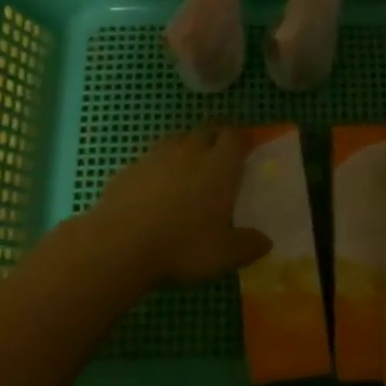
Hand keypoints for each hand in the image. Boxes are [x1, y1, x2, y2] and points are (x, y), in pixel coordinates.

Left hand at [90, 125, 271, 287]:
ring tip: (188, 170)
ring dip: (186, 148)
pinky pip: (150, 159)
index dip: (242, 139)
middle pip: (207, 130)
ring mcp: (156, 155)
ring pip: (177, 140)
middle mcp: (190, 151)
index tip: (246, 149)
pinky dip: (157, 168)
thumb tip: (266, 242)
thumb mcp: (224, 255)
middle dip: (216, 138)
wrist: (120, 244)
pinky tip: (154, 190)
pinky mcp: (130, 167)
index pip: (235, 136)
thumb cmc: (182, 246)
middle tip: (220, 157)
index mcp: (219, 165)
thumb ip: (248, 245)